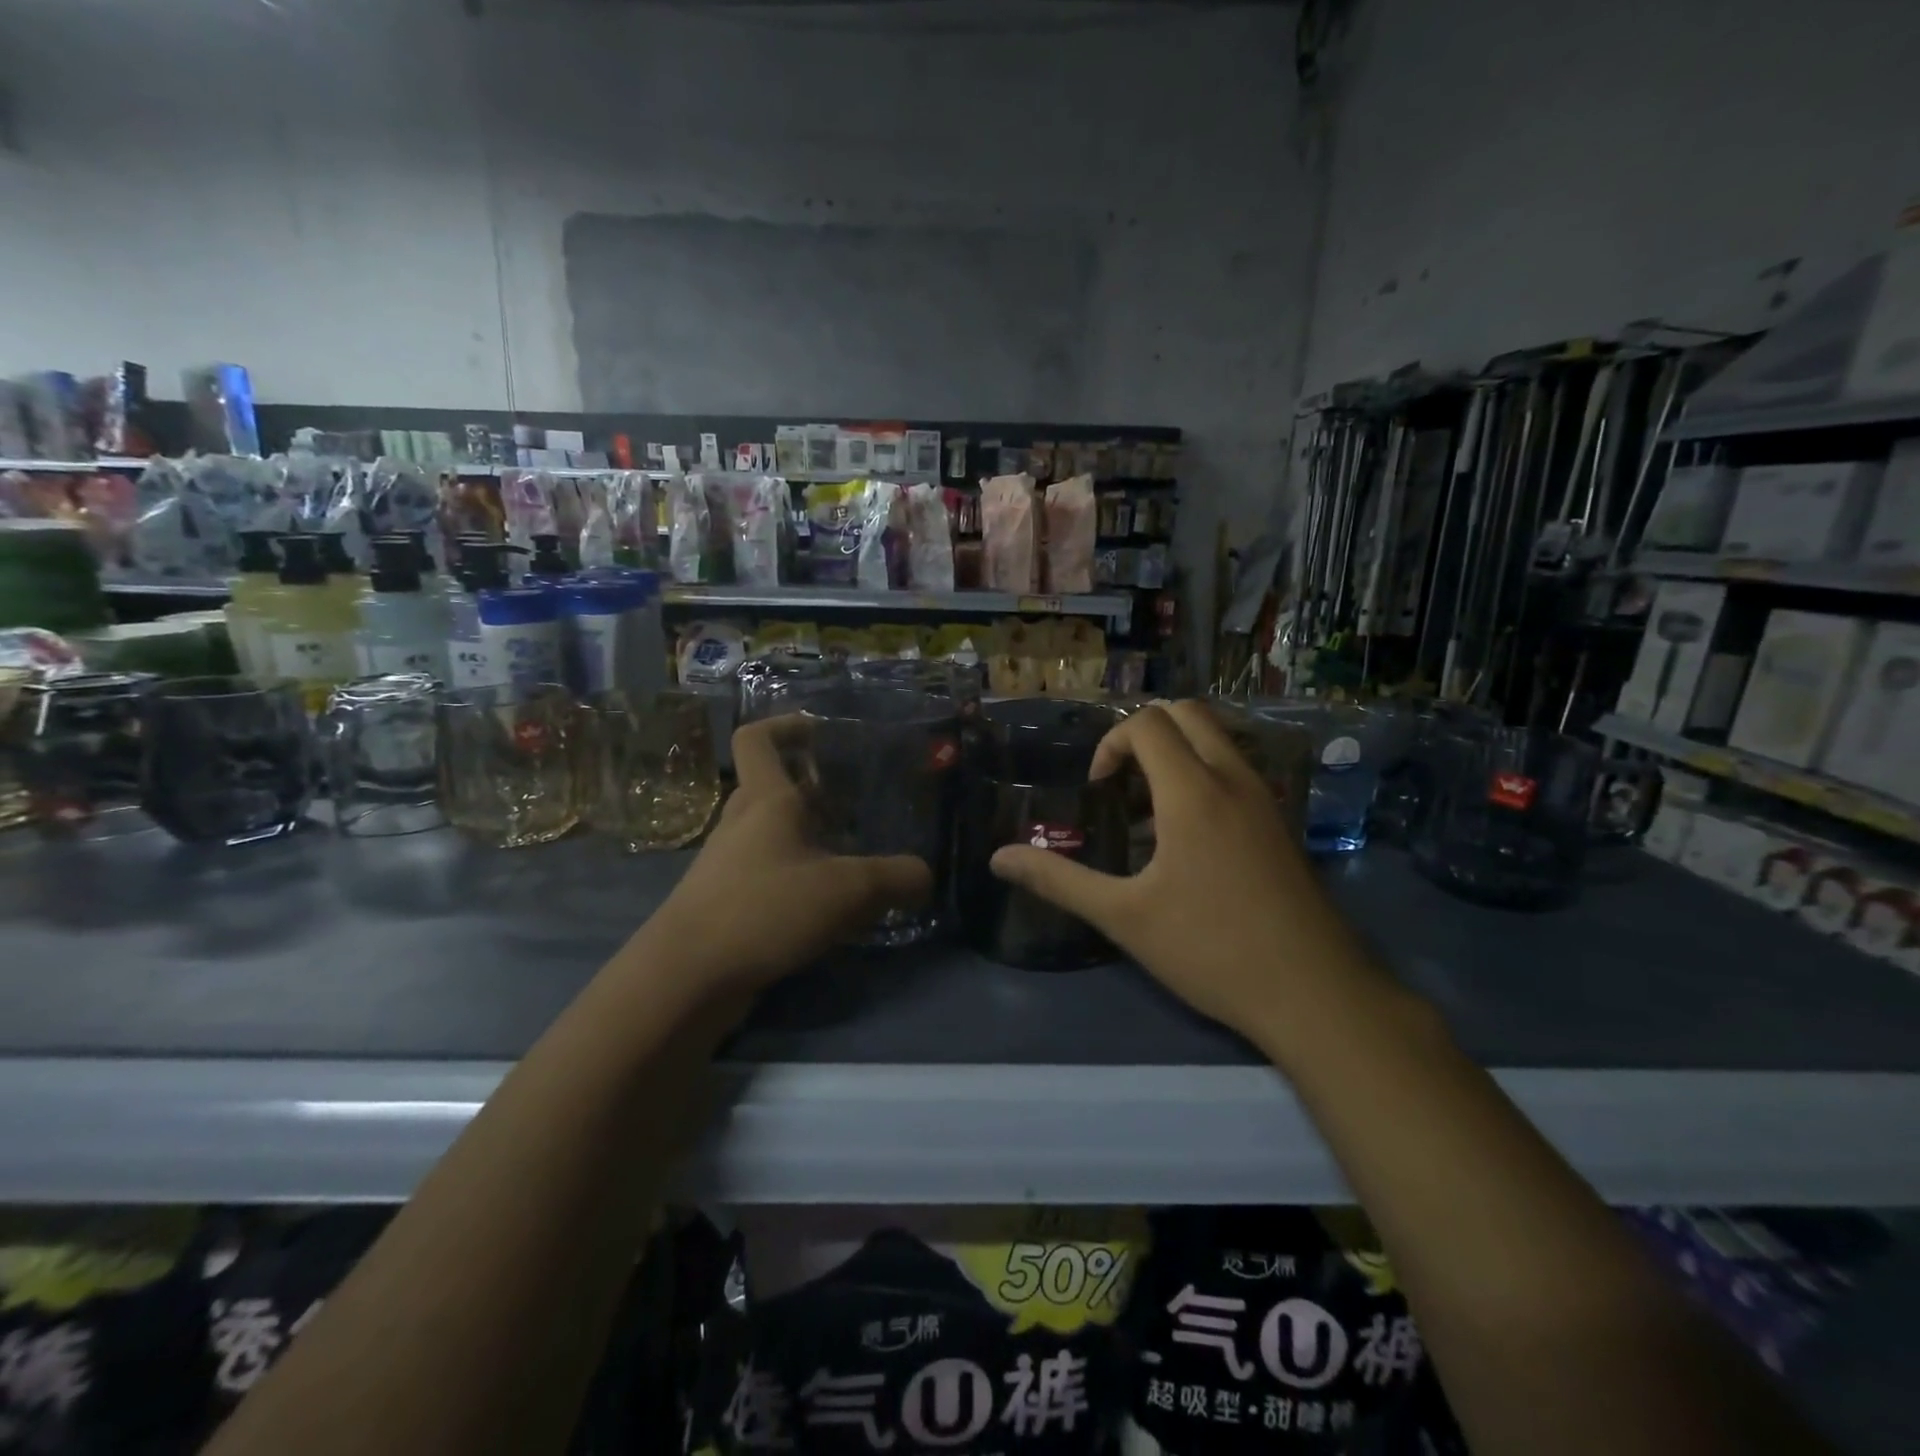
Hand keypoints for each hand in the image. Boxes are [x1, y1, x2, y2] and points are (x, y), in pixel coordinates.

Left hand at [643, 715, 932, 994]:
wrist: (686, 978)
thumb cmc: (764, 910)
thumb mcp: (847, 890)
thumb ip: (895, 878)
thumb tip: (923, 876)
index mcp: (764, 800)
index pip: (757, 738)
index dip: (786, 725)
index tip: (822, 732)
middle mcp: (741, 823)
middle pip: (773, 786)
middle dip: (814, 788)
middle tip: (858, 802)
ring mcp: (729, 864)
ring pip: (773, 833)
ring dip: (809, 836)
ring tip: (854, 855)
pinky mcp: (726, 902)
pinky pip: (769, 873)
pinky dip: (798, 877)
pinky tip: (828, 905)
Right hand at [988, 700, 1374, 1043]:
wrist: (1316, 994)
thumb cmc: (1211, 950)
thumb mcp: (1123, 917)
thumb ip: (1058, 880)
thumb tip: (997, 858)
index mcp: (1193, 791)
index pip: (1146, 723)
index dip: (1110, 745)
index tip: (1098, 793)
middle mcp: (1233, 778)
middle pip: (1186, 713)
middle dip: (1143, 734)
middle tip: (1121, 786)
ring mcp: (1265, 799)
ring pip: (1217, 738)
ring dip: (1176, 753)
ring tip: (1150, 813)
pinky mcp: (1282, 823)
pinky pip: (1236, 769)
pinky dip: (1204, 774)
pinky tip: (1189, 840)